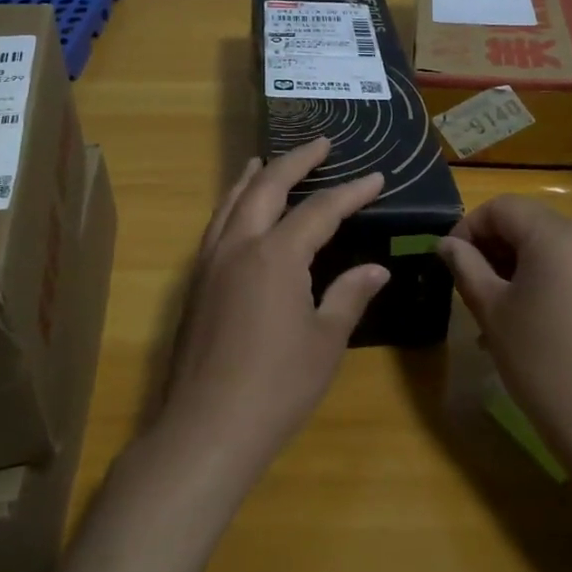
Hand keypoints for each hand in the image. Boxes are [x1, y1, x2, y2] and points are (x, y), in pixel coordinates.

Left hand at [159, 137, 388, 484]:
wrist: (206, 428)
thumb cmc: (277, 386)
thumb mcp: (325, 341)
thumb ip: (349, 296)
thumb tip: (376, 268)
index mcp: (276, 255)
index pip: (320, 210)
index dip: (351, 192)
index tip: (376, 177)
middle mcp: (239, 246)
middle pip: (267, 187)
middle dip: (296, 161)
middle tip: (321, 143)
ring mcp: (210, 263)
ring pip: (232, 202)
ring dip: (254, 177)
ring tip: (266, 161)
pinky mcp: (195, 284)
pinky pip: (216, 226)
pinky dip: (232, 205)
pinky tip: (238, 213)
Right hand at [435, 197, 571, 484]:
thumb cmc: (542, 363)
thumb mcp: (492, 311)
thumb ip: (465, 266)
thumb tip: (446, 243)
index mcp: (557, 234)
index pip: (502, 208)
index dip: (469, 227)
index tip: (449, 261)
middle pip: (529, 224)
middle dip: (494, 248)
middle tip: (468, 286)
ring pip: (551, 247)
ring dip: (518, 266)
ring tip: (494, 310)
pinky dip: (546, 280)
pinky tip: (529, 318)